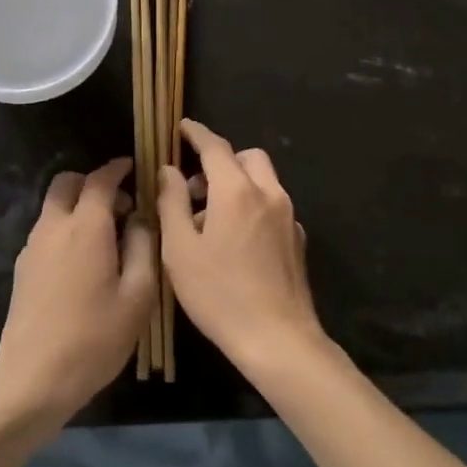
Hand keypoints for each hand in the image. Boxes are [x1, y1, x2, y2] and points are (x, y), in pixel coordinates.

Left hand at [0, 158, 157, 424]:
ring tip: (106, 237)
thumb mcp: (138, 295)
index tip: (134, 167)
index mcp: (86, 227)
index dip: (117, 169)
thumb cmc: (95, 338)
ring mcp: (32, 248)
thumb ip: (143, 247)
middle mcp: (54, 227)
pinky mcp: (22, 269)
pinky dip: (65, 228)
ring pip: (53, 207)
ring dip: (78, 206)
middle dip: (92, 182)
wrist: (34, 380)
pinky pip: (46, 231)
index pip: (100, 180)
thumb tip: (140, 219)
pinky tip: (84, 261)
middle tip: (120, 205)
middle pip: (66, 183)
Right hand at [158, 120, 326, 377]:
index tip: (182, 128)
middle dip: (222, 160)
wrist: (277, 338)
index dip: (196, 134)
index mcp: (237, 191)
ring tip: (211, 218)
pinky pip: (273, 205)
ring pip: (263, 180)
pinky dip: (253, 205)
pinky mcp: (297, 238)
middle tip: (196, 186)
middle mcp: (268, 193)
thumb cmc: (219, 294)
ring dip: (238, 183)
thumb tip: (169, 170)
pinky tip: (237, 240)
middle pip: (246, 157)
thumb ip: (172, 202)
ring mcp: (288, 216)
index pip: (215, 147)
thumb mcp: (180, 249)